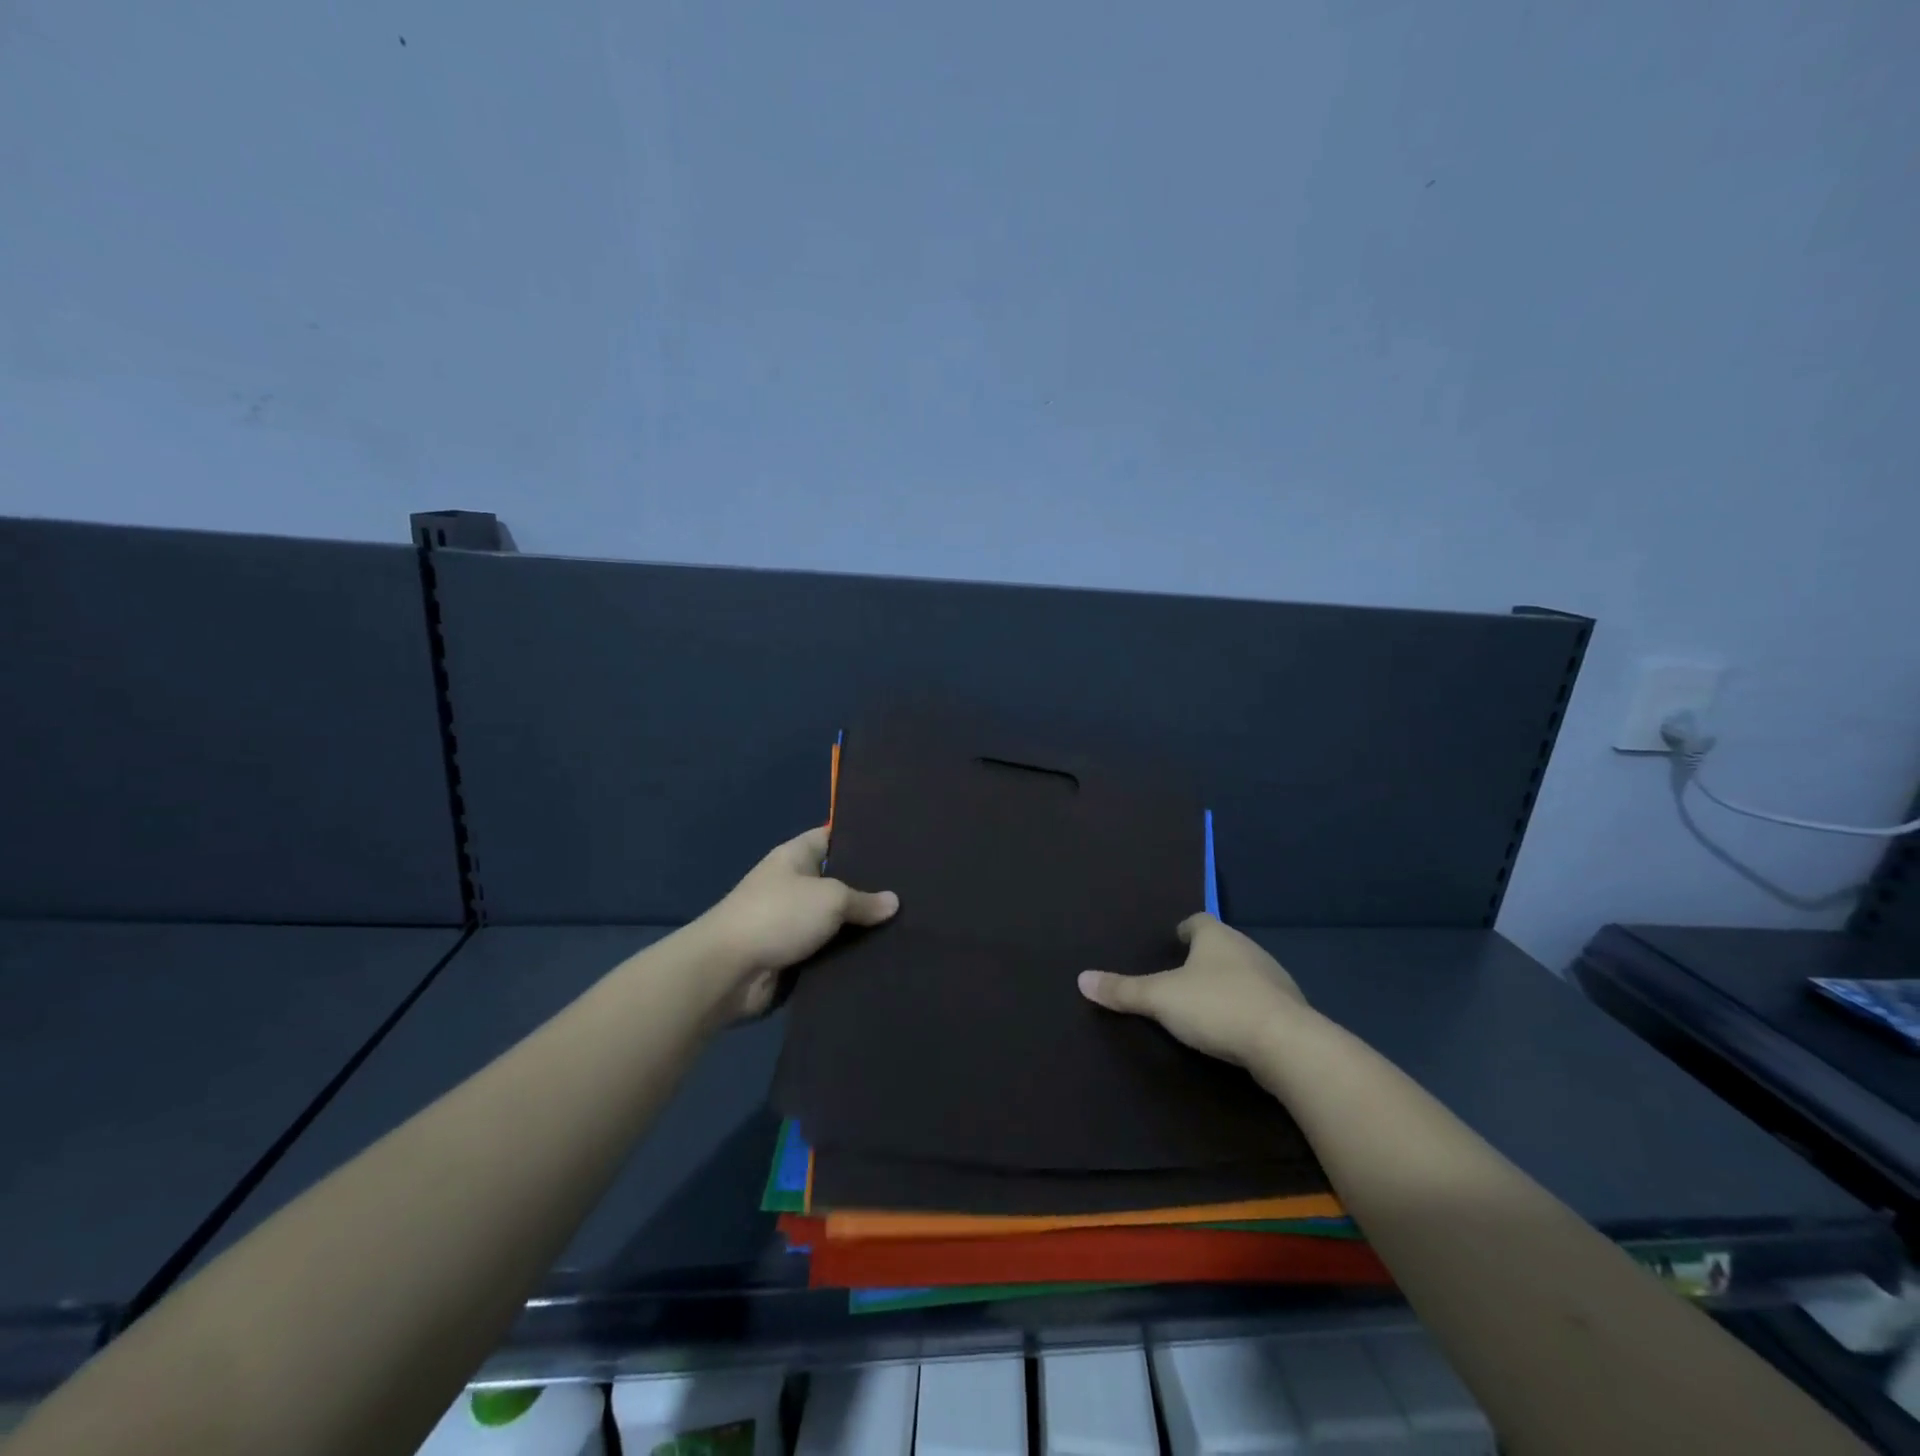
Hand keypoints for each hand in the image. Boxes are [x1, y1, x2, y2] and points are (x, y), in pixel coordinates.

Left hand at [693, 827, 898, 1018]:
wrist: (728, 971)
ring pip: (835, 920)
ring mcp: (791, 921)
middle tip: (912, 890)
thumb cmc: (778, 915)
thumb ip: (864, 900)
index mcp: (795, 856)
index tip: (897, 844)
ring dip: (860, 926)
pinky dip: (847, 954)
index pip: (833, 836)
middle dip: (869, 888)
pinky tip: (883, 954)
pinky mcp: (792, 955)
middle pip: (838, 881)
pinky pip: (827, 950)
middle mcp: (793, 884)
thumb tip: (894, 902)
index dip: (861, 838)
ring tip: (908, 924)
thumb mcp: (830, 898)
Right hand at [1078, 913, 1310, 1067]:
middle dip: (1204, 958)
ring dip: (1228, 984)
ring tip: (1206, 1003)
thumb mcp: (1160, 999)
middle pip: (1222, 945)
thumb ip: (1123, 990)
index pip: (1198, 920)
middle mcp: (1248, 949)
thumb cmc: (1217, 1006)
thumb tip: (1081, 979)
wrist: (1287, 1046)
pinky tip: (1235, 1028)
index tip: (1174, 941)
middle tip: (1181, 975)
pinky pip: (1262, 1002)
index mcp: (1217, 937)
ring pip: (1244, 973)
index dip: (1184, 930)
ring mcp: (1274, 980)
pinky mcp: (1291, 1012)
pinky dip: (1247, 1009)